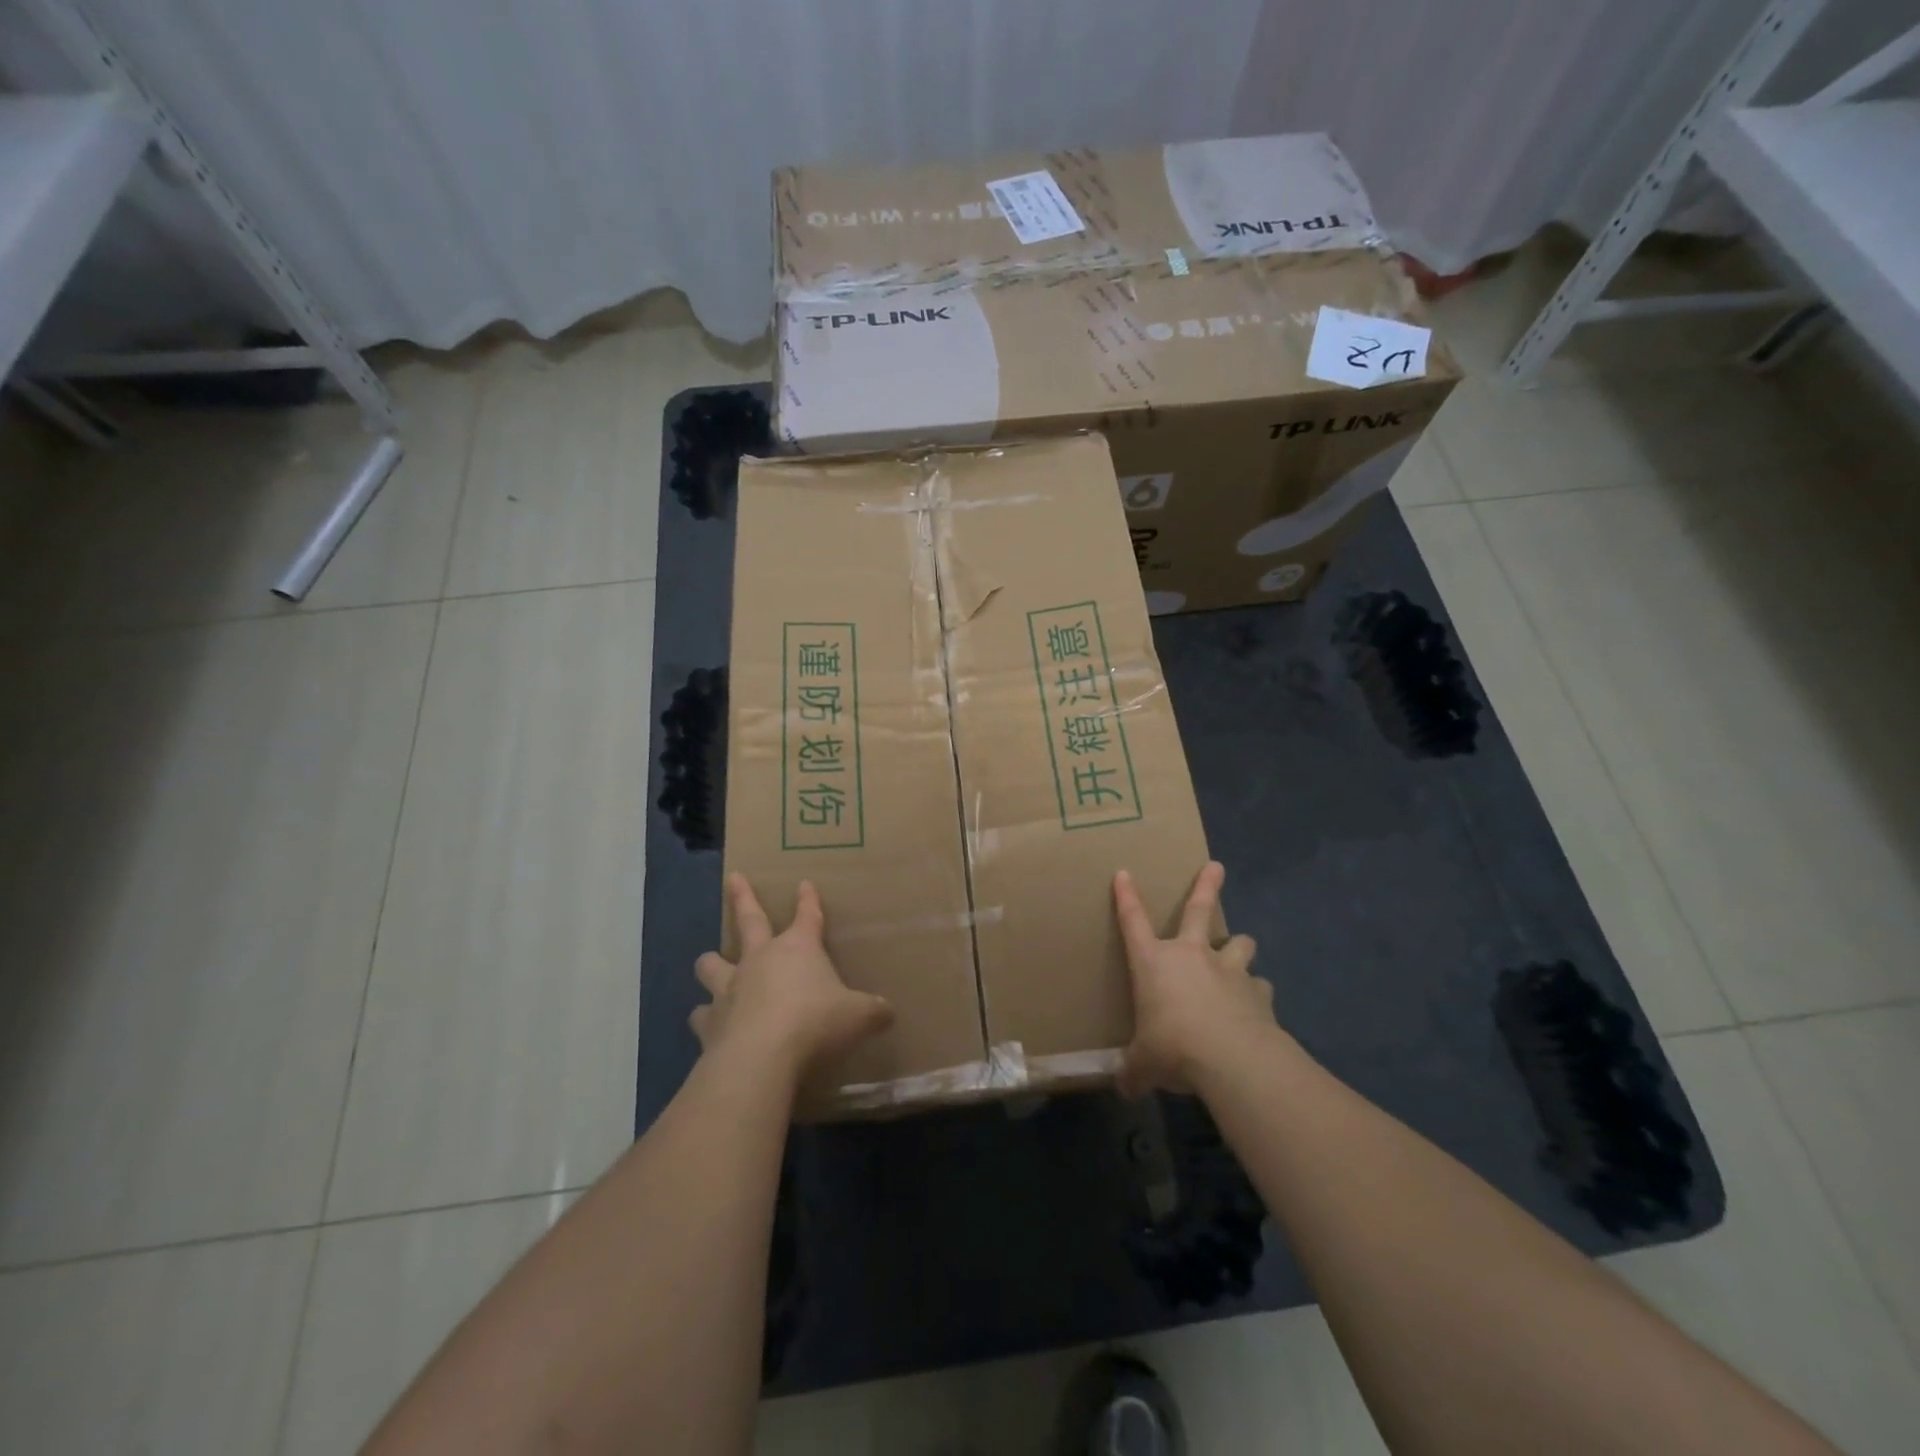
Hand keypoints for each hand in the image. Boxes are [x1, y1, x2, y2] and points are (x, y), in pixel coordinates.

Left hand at [692, 875, 893, 1085]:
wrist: (761, 1057)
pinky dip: (704, 1017)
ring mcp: (730, 988)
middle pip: (749, 920)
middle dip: (742, 897)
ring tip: (708, 963)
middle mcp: (760, 959)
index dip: (808, 900)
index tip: (804, 884)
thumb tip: (888, 1012)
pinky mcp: (709, 1022)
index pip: (808, 916)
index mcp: (798, 949)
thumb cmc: (815, 1022)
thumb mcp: (858, 1016)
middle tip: (733, 877)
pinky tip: (706, 1024)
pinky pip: (701, 1014)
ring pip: (711, 965)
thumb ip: (873, 1011)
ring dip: (710, 963)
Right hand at [1114, 861, 1271, 1096]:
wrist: (1230, 1058)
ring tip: (1239, 955)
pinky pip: (1260, 986)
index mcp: (1154, 962)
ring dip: (1239, 947)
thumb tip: (1124, 1087)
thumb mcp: (1144, 1064)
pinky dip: (1257, 994)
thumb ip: (1134, 1070)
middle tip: (1216, 867)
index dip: (1126, 897)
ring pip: (1240, 944)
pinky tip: (1256, 1007)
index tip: (1124, 874)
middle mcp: (1192, 956)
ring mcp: (1228, 970)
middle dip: (1206, 885)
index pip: (1133, 921)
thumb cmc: (1172, 1047)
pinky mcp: (1258, 993)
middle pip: (1199, 909)